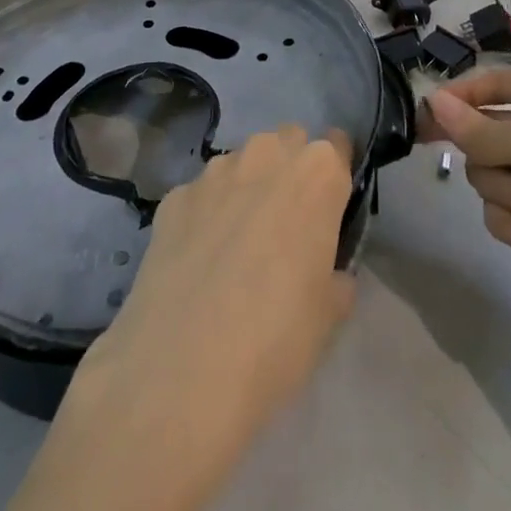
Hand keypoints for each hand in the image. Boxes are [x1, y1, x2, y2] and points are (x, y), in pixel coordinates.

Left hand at [87, 124, 357, 427]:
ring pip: (241, 162)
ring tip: (236, 245)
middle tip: (286, 223)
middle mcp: (266, 154)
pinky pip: (201, 194)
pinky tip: (197, 261)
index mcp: (317, 174)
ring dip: (246, 187)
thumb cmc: (277, 338)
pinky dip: (205, 215)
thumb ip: (334, 273)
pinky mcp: (174, 196)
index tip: (330, 206)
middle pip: (287, 142)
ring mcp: (214, 172)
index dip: (334, 174)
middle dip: (290, 169)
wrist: (182, 369)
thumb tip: (326, 269)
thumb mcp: (330, 314)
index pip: (337, 147)